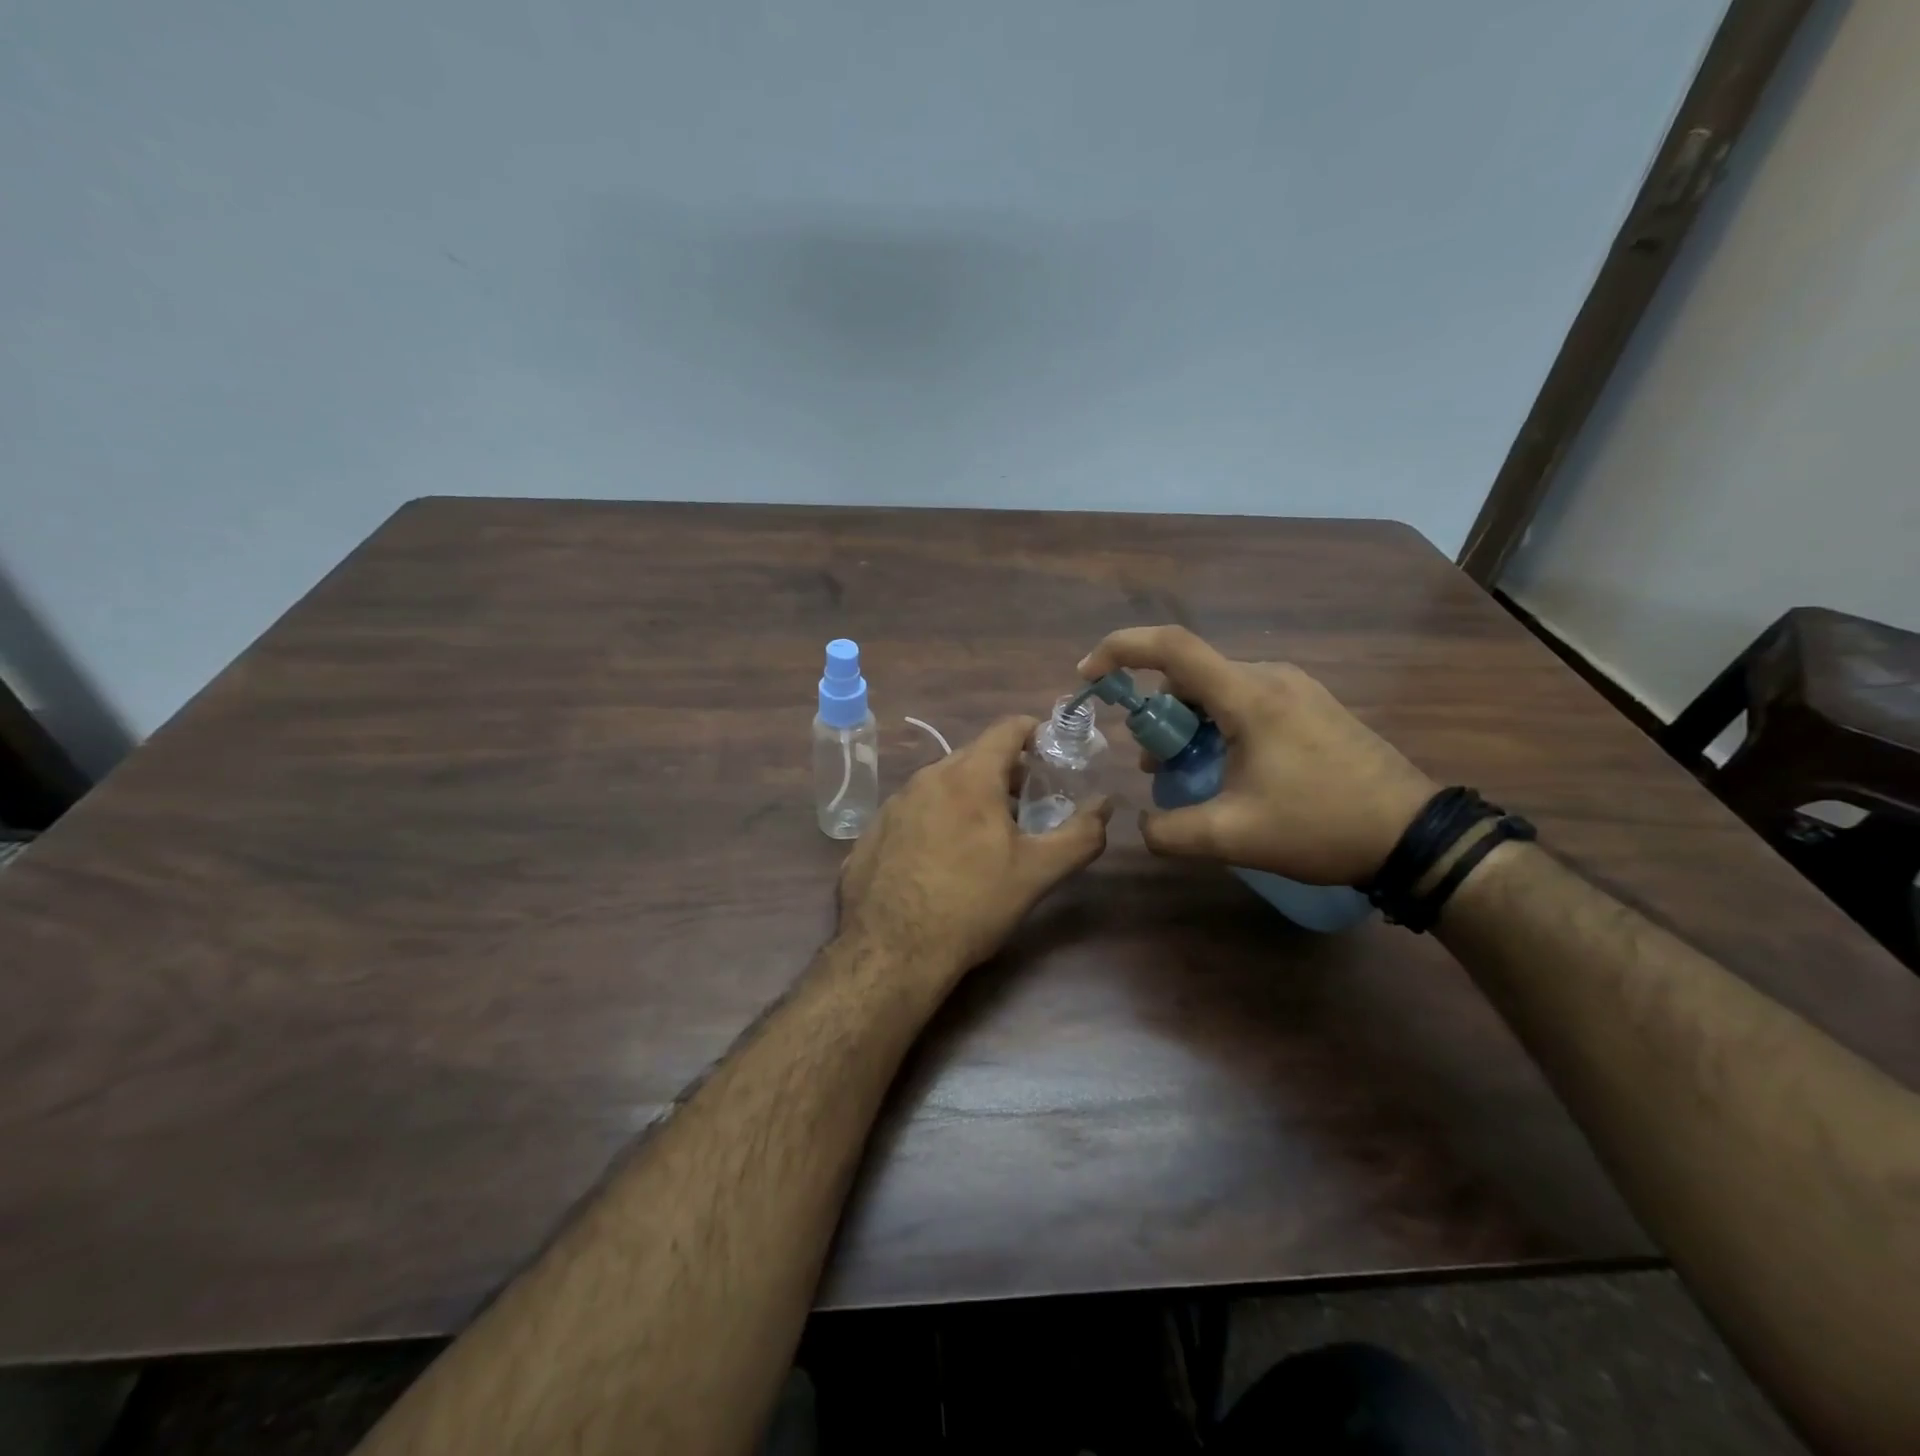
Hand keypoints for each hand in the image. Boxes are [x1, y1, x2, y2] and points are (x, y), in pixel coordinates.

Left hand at [837, 716, 1112, 982]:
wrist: (890, 953)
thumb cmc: (971, 906)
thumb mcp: (1036, 873)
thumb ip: (1080, 835)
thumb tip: (1106, 805)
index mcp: (969, 777)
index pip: (1007, 728)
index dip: (1034, 732)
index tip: (1051, 752)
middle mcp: (926, 777)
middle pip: (974, 755)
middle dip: (1005, 770)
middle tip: (1027, 803)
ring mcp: (893, 803)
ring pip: (941, 783)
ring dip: (969, 795)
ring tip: (986, 833)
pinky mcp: (873, 831)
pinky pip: (914, 809)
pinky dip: (936, 818)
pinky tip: (941, 858)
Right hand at [1078, 626, 1435, 885]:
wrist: (1415, 835)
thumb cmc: (1321, 826)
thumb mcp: (1233, 836)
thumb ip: (1170, 831)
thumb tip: (1142, 824)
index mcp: (1249, 695)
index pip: (1171, 647)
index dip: (1120, 650)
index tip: (1088, 675)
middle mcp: (1271, 677)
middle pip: (1190, 675)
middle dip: (1156, 713)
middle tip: (1150, 762)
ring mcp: (1296, 689)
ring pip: (1217, 690)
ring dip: (1187, 724)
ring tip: (1184, 773)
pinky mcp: (1312, 707)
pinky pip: (1245, 701)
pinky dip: (1217, 726)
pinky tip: (1226, 770)